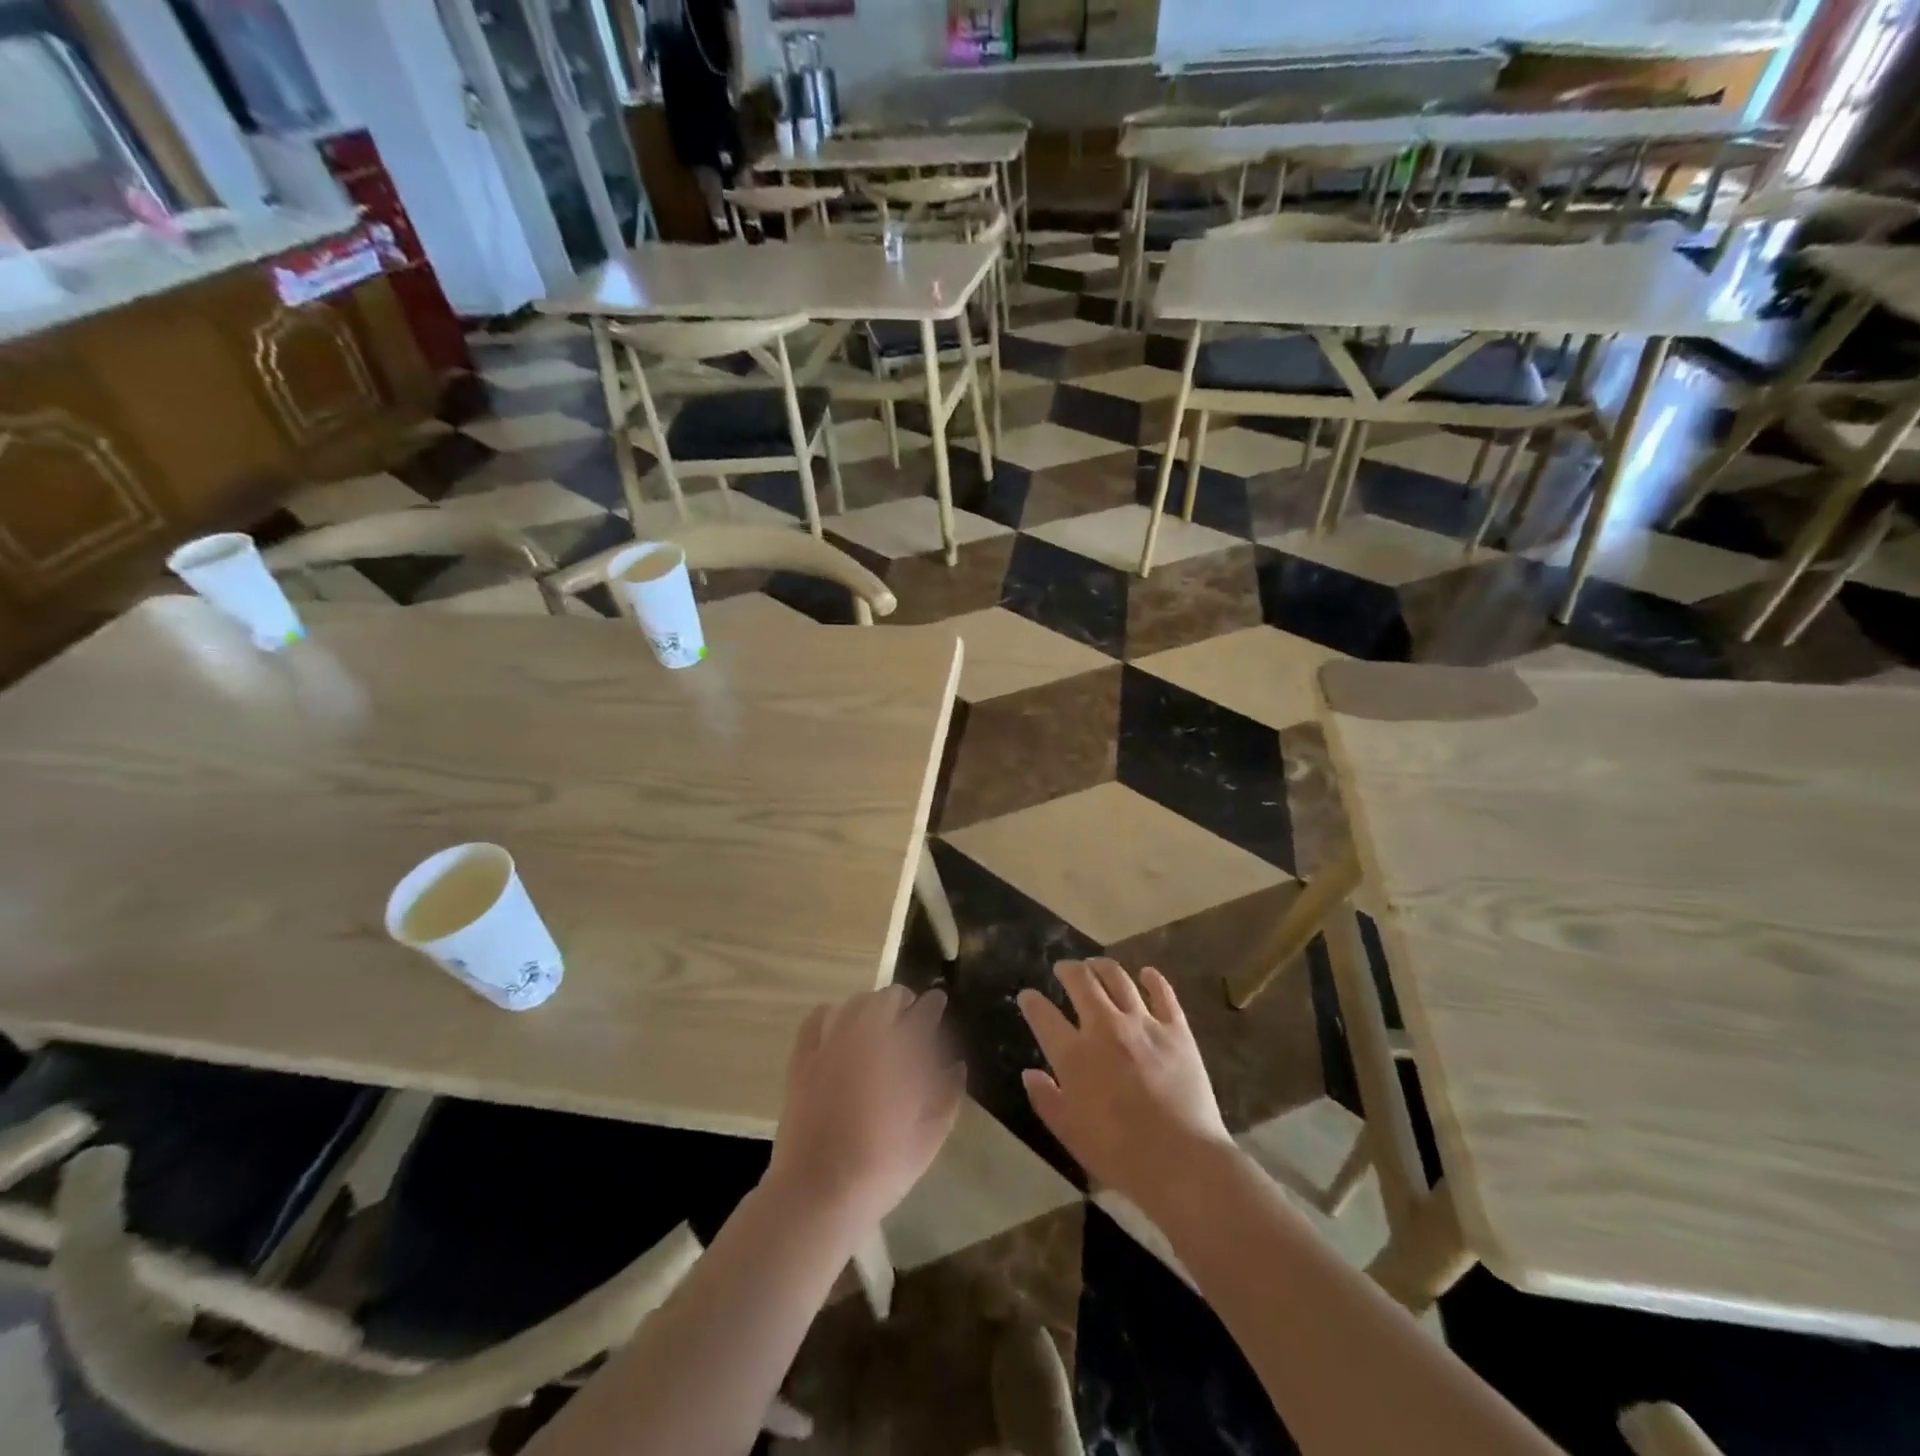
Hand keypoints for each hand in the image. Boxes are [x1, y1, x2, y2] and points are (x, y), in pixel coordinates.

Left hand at [767, 986, 964, 1230]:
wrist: (818, 1192)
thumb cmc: (881, 1167)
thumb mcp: (930, 1137)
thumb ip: (949, 1095)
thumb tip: (956, 1065)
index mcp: (901, 1053)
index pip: (922, 1013)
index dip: (933, 1004)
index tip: (938, 1001)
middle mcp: (866, 1036)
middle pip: (887, 998)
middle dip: (903, 1001)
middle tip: (910, 1014)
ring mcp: (830, 1043)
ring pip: (854, 1002)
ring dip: (871, 1005)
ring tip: (878, 1021)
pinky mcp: (803, 1057)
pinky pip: (818, 1018)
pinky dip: (833, 1014)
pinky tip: (839, 1027)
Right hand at [1018, 960, 1231, 1204]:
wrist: (1182, 1161)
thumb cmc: (1119, 1154)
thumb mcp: (1069, 1133)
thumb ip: (1046, 1099)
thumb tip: (1029, 1073)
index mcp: (1074, 1054)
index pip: (1043, 1015)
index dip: (1031, 1002)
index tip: (1028, 997)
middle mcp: (1104, 1027)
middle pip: (1081, 982)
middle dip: (1067, 970)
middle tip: (1063, 968)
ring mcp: (1142, 1023)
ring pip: (1118, 978)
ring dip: (1102, 966)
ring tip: (1096, 964)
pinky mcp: (1176, 1029)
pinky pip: (1162, 993)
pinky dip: (1152, 979)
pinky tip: (1146, 974)